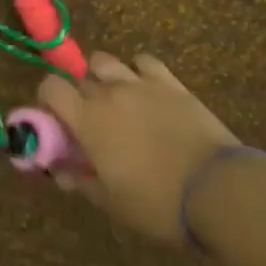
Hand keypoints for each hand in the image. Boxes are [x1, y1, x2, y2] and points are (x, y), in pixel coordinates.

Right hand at [39, 51, 241, 244]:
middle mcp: (107, 93)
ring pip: (106, 62)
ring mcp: (139, 83)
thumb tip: (59, 171)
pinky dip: (139, 70)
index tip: (56, 120)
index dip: (47, 99)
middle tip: (91, 124)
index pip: (50, 87)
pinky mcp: (169, 82)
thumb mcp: (112, 202)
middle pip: (79, 79)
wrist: (218, 191)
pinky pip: (144, 61)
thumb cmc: (158, 203)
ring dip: (104, 77)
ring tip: (116, 101)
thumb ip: (81, 181)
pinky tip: (146, 90)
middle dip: (79, 97)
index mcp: (87, 120)